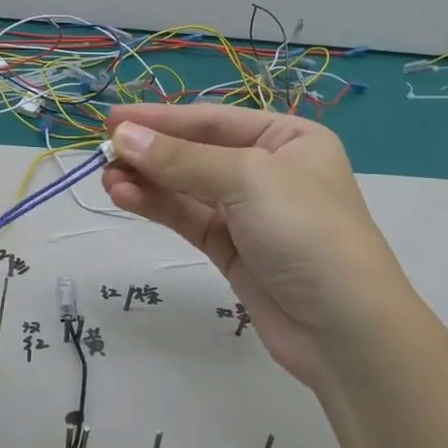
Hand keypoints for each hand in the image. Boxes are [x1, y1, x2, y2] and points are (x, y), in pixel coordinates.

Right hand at [102, 103, 417, 390]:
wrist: (344, 329)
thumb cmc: (306, 231)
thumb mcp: (248, 180)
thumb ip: (182, 159)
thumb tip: (124, 135)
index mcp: (289, 138)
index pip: (214, 119)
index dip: (162, 118)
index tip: (113, 120)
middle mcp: (269, 170)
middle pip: (198, 152)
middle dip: (152, 151)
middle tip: (103, 151)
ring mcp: (249, 212)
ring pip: (188, 187)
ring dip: (148, 180)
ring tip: (107, 178)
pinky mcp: (232, 250)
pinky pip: (189, 218)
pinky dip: (158, 206)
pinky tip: (126, 197)